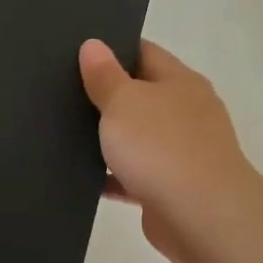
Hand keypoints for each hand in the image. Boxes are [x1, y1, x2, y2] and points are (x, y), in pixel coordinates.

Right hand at [78, 39, 254, 262]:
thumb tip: (93, 44)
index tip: (75, 52)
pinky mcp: (171, 189)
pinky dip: (111, 176)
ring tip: (63, 132)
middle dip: (105, 95)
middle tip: (60, 91)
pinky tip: (80, 176)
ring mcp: (182, 152)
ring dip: (108, 138)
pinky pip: (133, 176)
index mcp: (180, 82)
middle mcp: (186, 112)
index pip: (143, 52)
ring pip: (136, 137)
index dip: (111, 49)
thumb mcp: (123, 102)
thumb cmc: (161, 147)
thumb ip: (104, 75)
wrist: (202, 218)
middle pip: (139, 94)